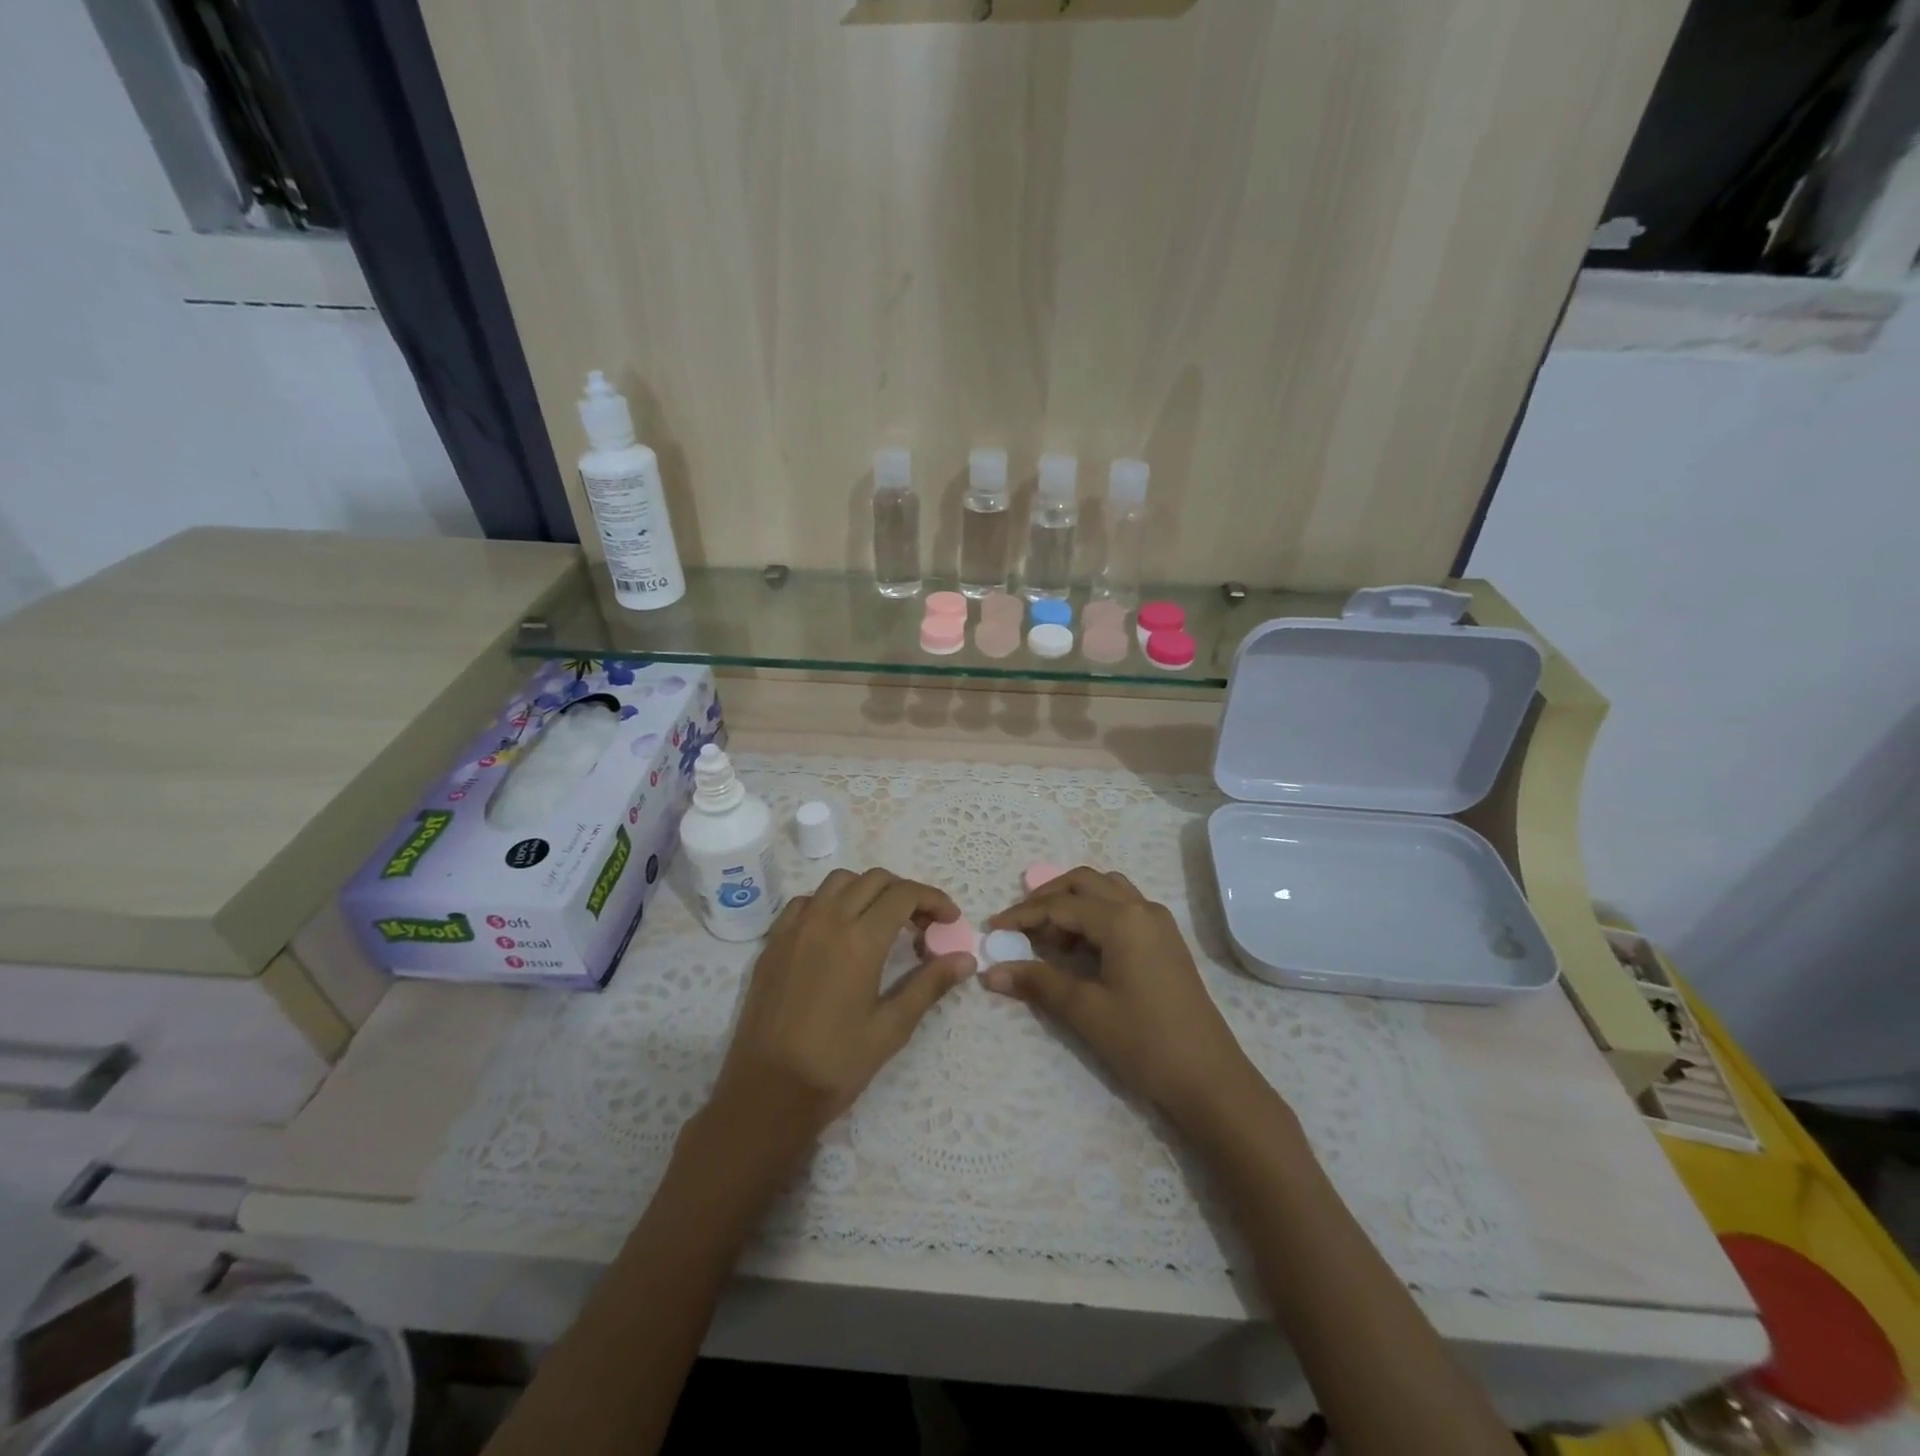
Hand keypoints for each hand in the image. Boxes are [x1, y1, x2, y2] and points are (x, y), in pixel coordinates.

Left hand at [706, 868, 975, 1153]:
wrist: (767, 1091)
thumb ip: (929, 984)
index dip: (933, 899)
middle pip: (874, 879)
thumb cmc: (836, 1063)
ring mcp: (796, 927)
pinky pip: (806, 901)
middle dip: (905, 892)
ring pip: (838, 882)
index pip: (904, 894)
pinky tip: (838, 932)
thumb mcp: (892, 1027)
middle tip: (922, 924)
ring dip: (867, 890)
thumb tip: (966, 959)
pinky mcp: (774, 941)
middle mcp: (827, 920)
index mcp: (860, 940)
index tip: (949, 919)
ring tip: (882, 922)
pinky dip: (830, 902)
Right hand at [983, 868, 1263, 1124]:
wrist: (1209, 1077)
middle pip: (1084, 882)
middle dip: (1047, 897)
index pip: (1061, 905)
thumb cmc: (1144, 1041)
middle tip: (1018, 924)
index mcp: (1122, 920)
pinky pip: (1123, 906)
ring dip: (1074, 901)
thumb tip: (990, 971)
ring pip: (1106, 890)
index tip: (992, 928)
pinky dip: (1096, 913)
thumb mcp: (1086, 1011)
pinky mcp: (1165, 940)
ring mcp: (1158, 922)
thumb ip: (1038, 982)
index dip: (1022, 914)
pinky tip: (1082, 946)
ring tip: (1050, 935)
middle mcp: (1141, 908)